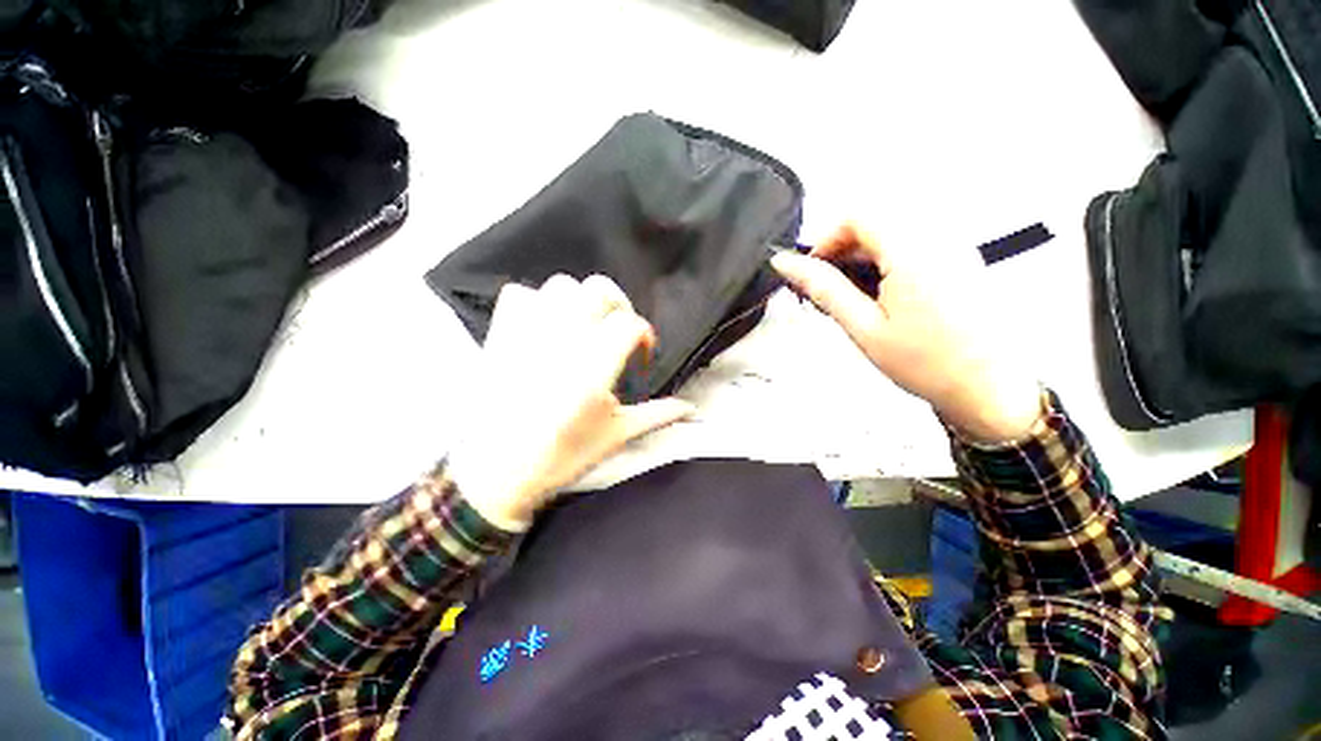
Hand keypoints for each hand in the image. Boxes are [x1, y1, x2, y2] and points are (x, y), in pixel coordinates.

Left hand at [447, 274, 695, 530]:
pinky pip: (519, 294)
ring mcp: (529, 332)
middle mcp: (564, 339)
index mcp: (595, 365)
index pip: (630, 324)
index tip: (641, 354)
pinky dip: (535, 302)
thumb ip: (657, 415)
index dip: (643, 335)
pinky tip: (544, 326)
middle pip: (599, 290)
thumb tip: (691, 409)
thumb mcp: (616, 435)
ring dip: (579, 301)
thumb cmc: (561, 455)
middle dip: (617, 306)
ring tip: (581, 327)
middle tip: (615, 332)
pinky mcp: (502, 334)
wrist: (495, 472)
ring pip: (561, 286)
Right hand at [771, 224, 1040, 442]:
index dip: (827, 239)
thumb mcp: (863, 326)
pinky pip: (915, 245)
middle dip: (844, 251)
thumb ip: (824, 288)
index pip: (858, 215)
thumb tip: (787, 263)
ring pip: (893, 233)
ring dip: (864, 258)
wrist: (989, 389)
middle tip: (830, 291)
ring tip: (855, 299)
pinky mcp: (962, 260)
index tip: (814, 271)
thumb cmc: (926, 363)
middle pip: (876, 221)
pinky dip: (888, 263)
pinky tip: (883, 297)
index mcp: (914, 252)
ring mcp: (956, 248)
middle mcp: (940, 239)